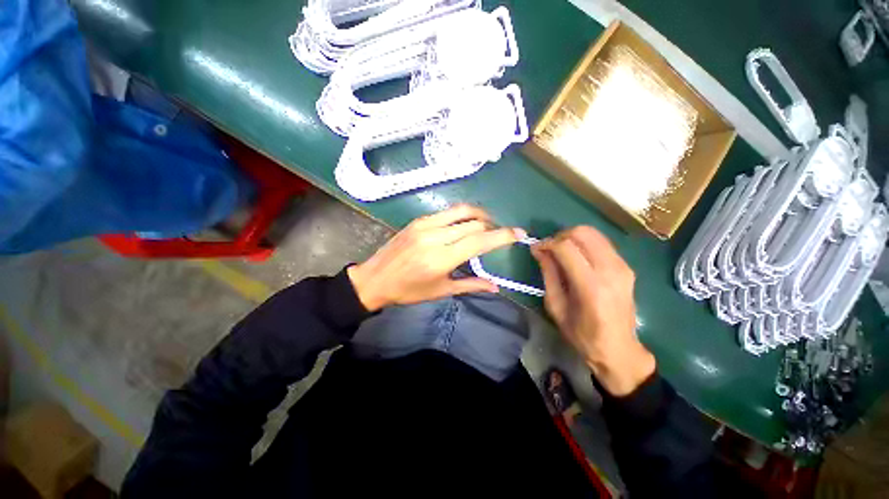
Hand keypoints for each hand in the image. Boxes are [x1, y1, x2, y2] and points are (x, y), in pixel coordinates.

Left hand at [347, 205, 523, 311]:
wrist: (375, 278)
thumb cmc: (409, 290)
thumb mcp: (441, 291)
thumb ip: (470, 285)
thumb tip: (495, 286)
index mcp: (441, 258)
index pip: (479, 241)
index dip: (502, 236)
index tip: (519, 234)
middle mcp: (435, 237)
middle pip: (474, 223)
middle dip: (492, 228)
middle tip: (497, 236)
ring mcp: (425, 225)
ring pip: (462, 211)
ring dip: (479, 216)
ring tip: (485, 226)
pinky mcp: (418, 220)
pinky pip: (447, 212)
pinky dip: (461, 216)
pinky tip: (463, 225)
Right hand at [531, 227, 654, 395]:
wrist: (619, 348)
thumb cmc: (582, 334)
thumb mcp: (556, 306)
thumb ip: (548, 274)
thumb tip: (538, 250)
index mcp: (591, 286)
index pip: (566, 248)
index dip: (547, 243)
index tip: (536, 249)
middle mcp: (610, 270)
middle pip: (582, 233)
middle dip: (560, 236)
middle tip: (549, 249)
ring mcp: (622, 266)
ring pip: (593, 233)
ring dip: (572, 237)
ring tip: (560, 252)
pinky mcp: (626, 266)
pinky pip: (601, 243)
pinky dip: (584, 243)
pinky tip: (576, 257)